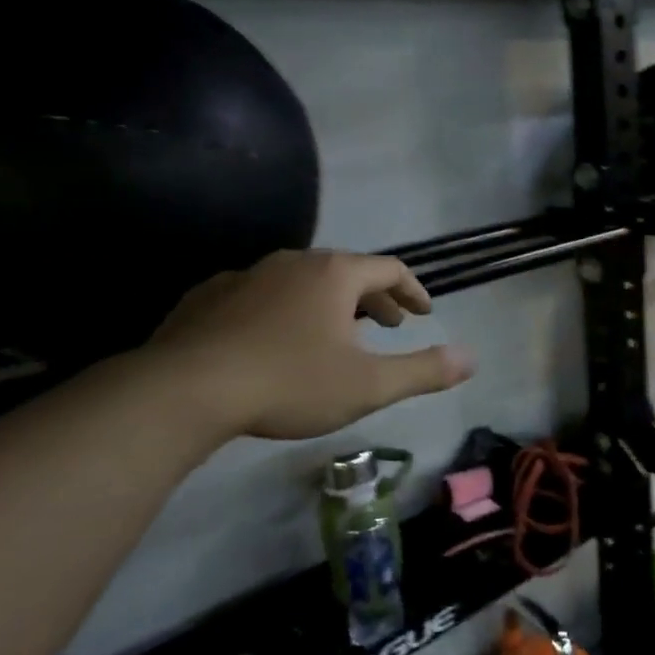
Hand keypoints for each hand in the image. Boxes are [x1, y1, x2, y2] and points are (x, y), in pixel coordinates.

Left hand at [148, 249, 473, 440]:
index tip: (424, 313)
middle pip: (347, 271)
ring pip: (302, 283)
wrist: (182, 391)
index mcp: (335, 274)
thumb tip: (471, 358)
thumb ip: (424, 371)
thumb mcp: (369, 385)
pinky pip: (261, 296)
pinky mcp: (207, 297)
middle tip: (388, 326)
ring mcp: (246, 275)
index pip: (390, 269)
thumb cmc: (290, 382)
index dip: (413, 290)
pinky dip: (283, 311)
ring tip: (335, 336)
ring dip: (329, 305)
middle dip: (374, 298)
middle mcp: (294, 262)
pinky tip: (275, 341)